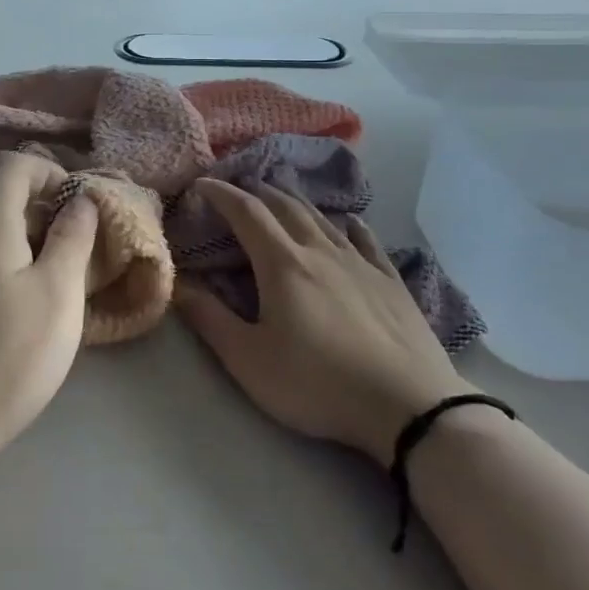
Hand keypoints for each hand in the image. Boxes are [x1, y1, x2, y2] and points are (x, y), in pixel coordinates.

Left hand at [0, 151, 99, 468]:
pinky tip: (31, 303)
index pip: (11, 164)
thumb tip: (80, 199)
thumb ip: (72, 238)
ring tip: (62, 274)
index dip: (49, 171)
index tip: (78, 207)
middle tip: (80, 243)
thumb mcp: (58, 294)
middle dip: (46, 205)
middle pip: (2, 193)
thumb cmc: (8, 357)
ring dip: (33, 235)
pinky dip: (14, 260)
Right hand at [174, 181, 468, 466]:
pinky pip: (366, 240)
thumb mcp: (250, 361)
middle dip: (256, 191)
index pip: (246, 213)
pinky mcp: (391, 280)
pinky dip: (349, 225)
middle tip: (238, 188)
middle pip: (285, 206)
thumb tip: (180, 285)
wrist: (408, 405)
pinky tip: (349, 222)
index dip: (221, 194)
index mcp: (283, 264)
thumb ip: (211, 320)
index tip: (202, 184)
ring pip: (322, 218)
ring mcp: (360, 262)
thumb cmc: (318, 384)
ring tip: (282, 195)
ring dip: (296, 201)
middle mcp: (320, 251)